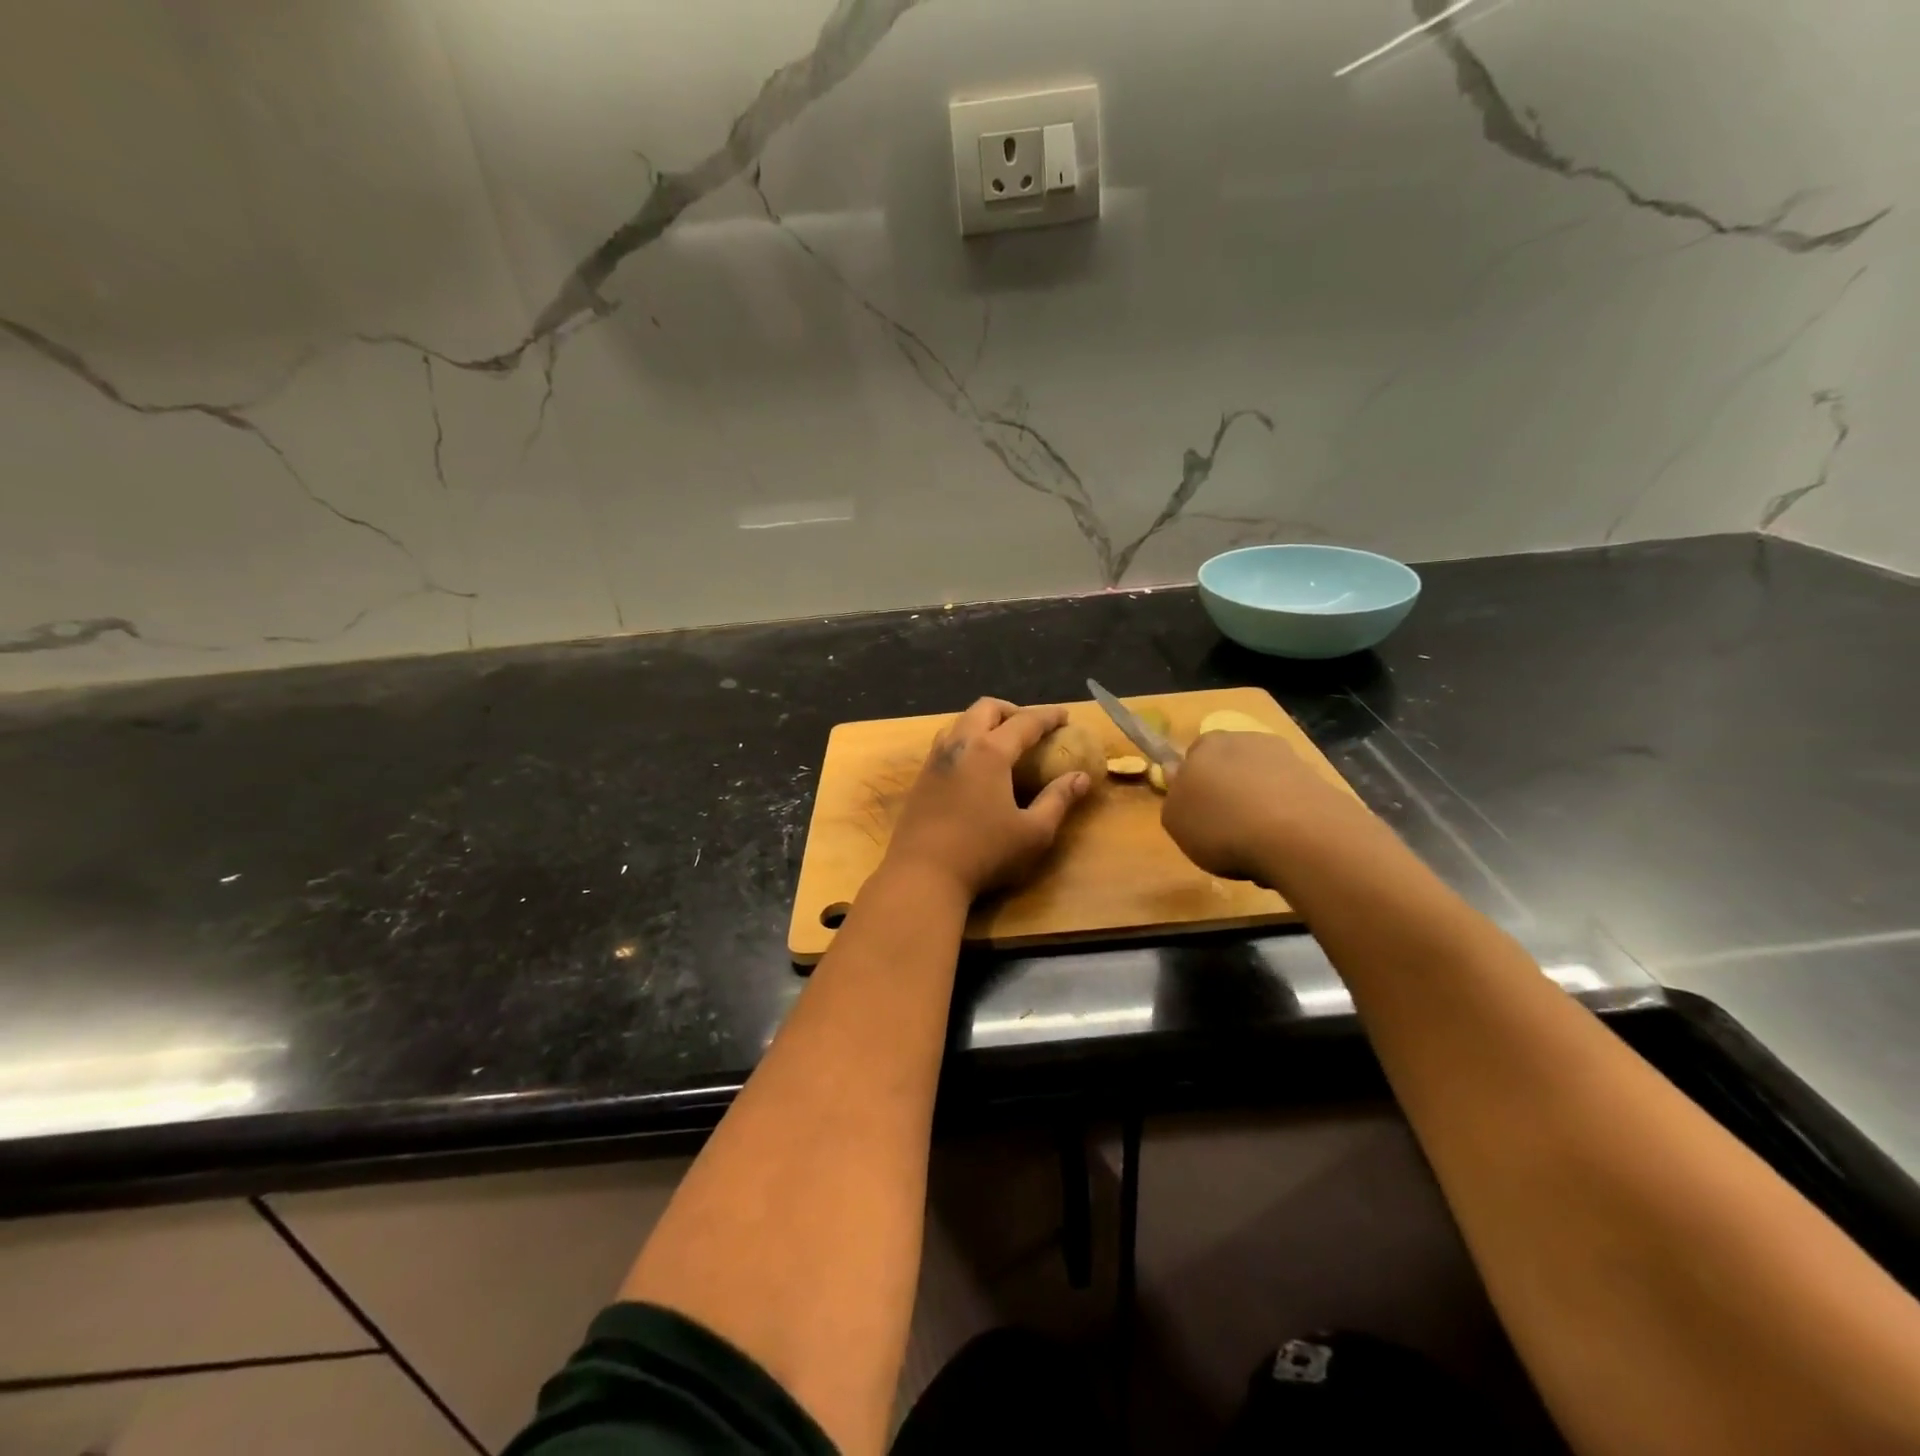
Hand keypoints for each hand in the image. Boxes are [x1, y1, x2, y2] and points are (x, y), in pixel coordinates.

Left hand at [884, 698, 1092, 898]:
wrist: (922, 874)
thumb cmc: (984, 853)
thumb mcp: (1033, 833)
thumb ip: (1058, 800)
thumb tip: (1081, 778)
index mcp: (990, 752)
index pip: (1025, 722)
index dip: (1048, 716)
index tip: (1065, 716)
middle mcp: (960, 745)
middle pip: (986, 708)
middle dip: (1012, 710)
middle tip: (1031, 727)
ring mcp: (935, 760)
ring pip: (960, 722)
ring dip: (984, 722)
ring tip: (1002, 742)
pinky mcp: (921, 777)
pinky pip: (946, 742)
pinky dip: (966, 739)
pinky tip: (974, 766)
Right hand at [1162, 728, 1350, 885]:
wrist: (1299, 837)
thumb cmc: (1221, 825)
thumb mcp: (1175, 820)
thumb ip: (1173, 797)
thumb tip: (1177, 775)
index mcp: (1206, 744)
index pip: (1193, 756)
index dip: (1193, 784)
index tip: (1195, 812)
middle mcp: (1247, 740)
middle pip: (1230, 766)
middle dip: (1228, 791)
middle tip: (1224, 830)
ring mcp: (1287, 758)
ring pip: (1262, 783)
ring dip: (1258, 806)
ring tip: (1257, 846)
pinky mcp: (1319, 781)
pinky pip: (1290, 800)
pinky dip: (1285, 819)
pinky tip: (1284, 847)